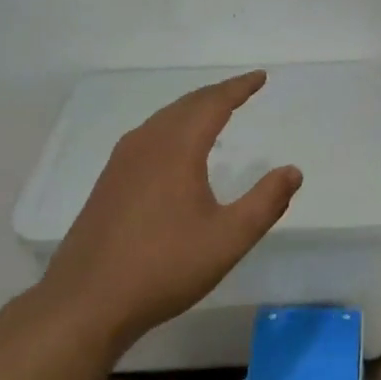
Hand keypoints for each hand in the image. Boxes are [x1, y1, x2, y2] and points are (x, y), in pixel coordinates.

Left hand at [35, 71, 302, 353]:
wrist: (87, 302)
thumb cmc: (164, 268)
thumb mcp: (228, 239)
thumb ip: (265, 202)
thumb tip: (293, 171)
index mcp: (177, 149)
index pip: (213, 104)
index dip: (239, 88)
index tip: (260, 77)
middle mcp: (147, 144)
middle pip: (186, 105)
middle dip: (217, 93)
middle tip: (242, 89)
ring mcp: (122, 162)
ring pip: (164, 119)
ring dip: (192, 109)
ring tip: (214, 111)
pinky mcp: (108, 181)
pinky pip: (148, 136)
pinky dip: (172, 126)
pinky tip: (175, 148)